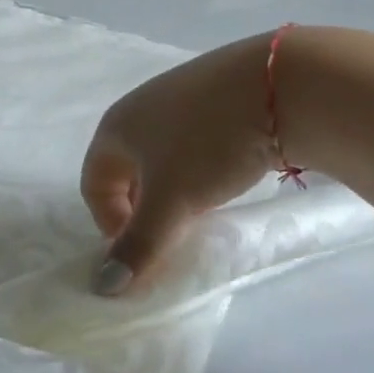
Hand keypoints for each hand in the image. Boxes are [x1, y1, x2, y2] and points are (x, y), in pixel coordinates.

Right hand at [81, 34, 280, 294]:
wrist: (280, 85)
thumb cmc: (209, 144)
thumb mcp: (172, 201)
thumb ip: (139, 246)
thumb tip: (103, 287)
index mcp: (114, 128)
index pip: (93, 185)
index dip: (110, 224)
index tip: (144, 250)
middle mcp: (137, 108)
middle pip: (125, 170)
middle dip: (142, 209)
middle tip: (171, 234)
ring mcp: (175, 96)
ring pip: (159, 156)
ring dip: (170, 189)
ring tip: (201, 209)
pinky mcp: (211, 92)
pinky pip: (189, 140)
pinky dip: (196, 167)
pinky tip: (225, 175)